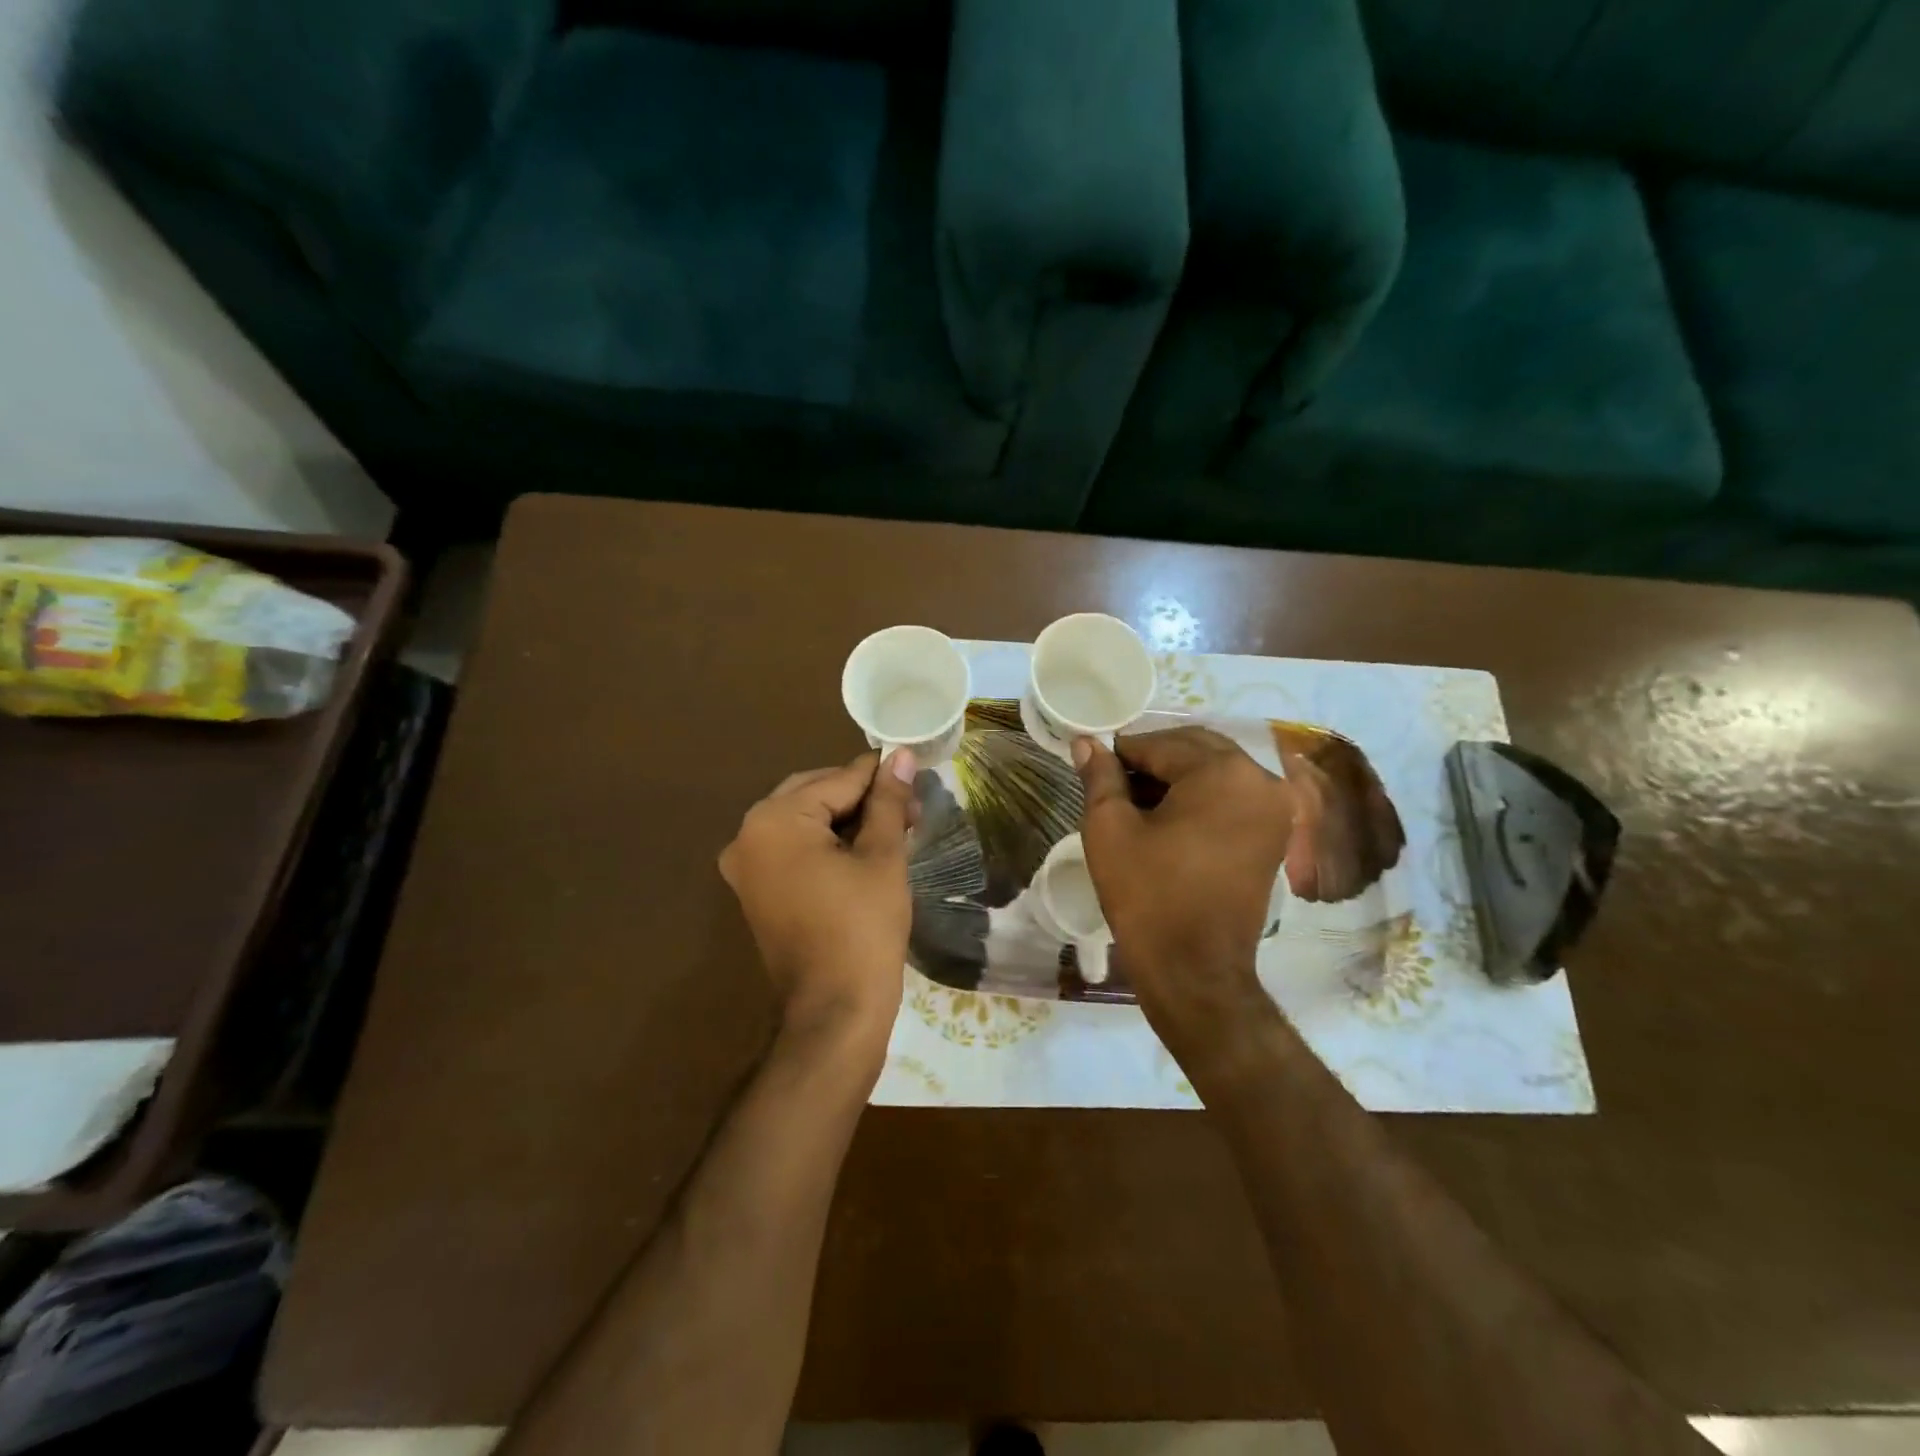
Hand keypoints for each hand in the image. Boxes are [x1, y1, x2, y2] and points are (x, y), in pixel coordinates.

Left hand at [719, 750, 917, 1042]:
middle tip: (909, 807)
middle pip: (814, 795)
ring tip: (896, 827)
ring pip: (805, 822)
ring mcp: (747, 867)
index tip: (914, 772)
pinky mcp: (757, 891)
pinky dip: (827, 844)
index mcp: (774, 820)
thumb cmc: (863, 928)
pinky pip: (794, 849)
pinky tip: (866, 849)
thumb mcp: (882, 856)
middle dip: (862, 798)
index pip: (836, 779)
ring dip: (848, 820)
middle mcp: (748, 836)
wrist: (835, 1011)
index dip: (879, 776)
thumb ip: (888, 801)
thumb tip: (902, 756)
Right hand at [1074, 728, 1295, 1049]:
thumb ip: (1100, 777)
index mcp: (1223, 772)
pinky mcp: (1274, 834)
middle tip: (1114, 783)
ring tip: (1136, 802)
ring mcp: (1274, 808)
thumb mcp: (1110, 829)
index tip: (1095, 767)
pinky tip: (1167, 817)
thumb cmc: (1147, 895)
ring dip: (1176, 776)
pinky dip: (1200, 796)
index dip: (1122, 753)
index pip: (1160, 743)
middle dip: (1152, 759)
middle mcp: (1260, 780)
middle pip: (1194, 749)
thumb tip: (1085, 743)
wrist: (1194, 970)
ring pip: (1214, 770)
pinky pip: (1232, 795)